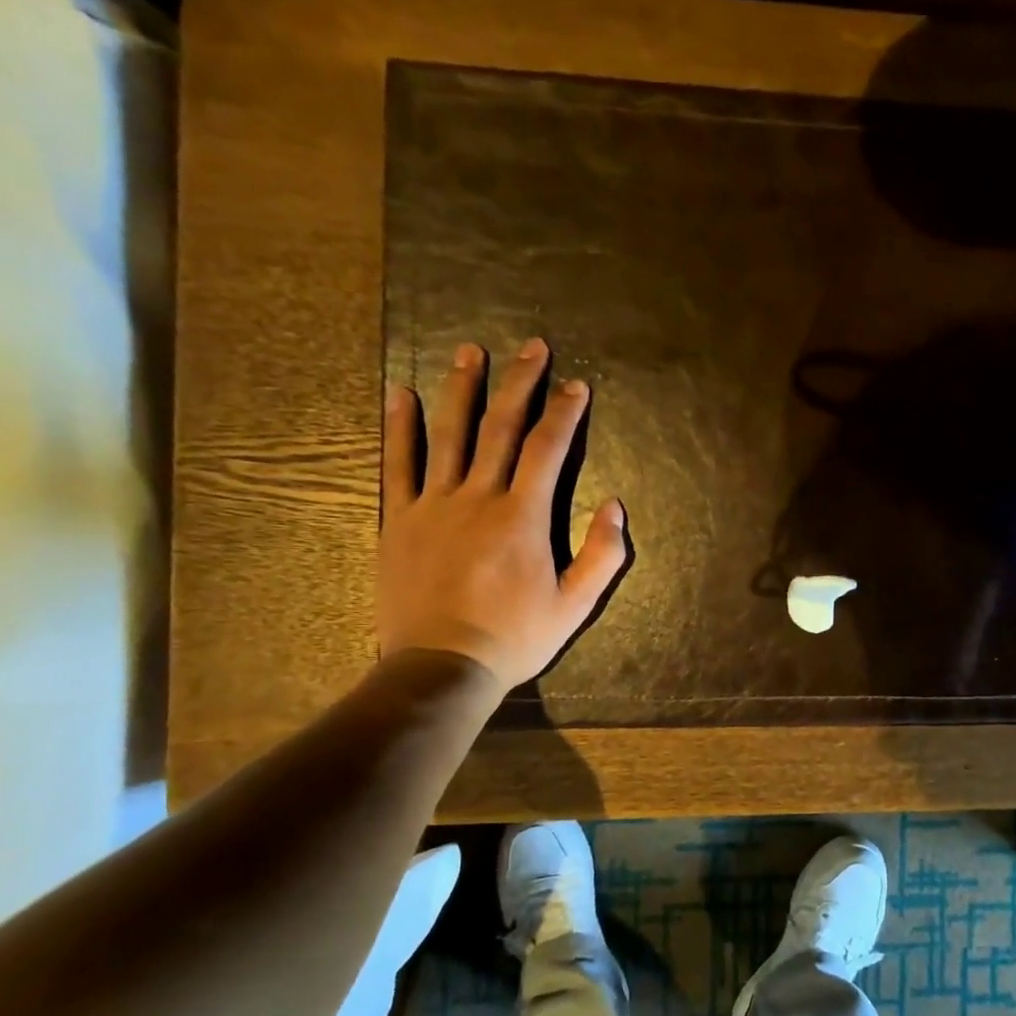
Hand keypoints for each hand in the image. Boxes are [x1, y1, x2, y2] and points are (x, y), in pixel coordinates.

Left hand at [378, 338, 627, 689]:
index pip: (548, 449)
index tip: (577, 385)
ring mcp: (433, 505)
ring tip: (469, 351)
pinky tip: (401, 395)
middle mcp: (478, 497)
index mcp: (523, 516)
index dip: (565, 413)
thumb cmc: (514, 638)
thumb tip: (617, 505)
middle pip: (500, 427)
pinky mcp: (399, 520)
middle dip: (520, 384)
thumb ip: (602, 555)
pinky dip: (400, 427)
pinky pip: (397, 464)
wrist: (442, 667)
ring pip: (449, 434)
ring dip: (461, 389)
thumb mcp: (575, 605)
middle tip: (531, 347)